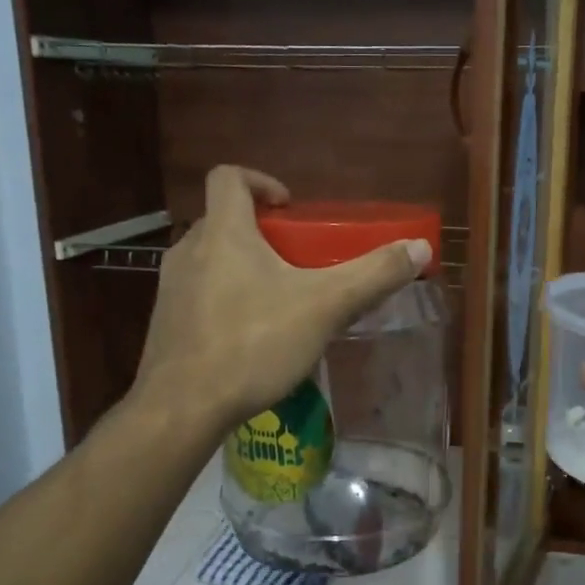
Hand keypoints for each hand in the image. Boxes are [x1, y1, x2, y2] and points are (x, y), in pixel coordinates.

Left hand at [128, 167, 431, 432]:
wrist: (182, 407)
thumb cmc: (253, 343)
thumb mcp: (324, 307)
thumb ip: (373, 275)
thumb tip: (420, 247)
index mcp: (224, 233)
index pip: (228, 178)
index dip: (260, 181)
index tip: (289, 208)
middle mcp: (189, 251)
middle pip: (223, 221)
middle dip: (260, 233)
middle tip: (296, 261)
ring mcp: (171, 289)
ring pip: (210, 261)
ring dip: (242, 268)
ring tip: (277, 302)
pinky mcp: (164, 324)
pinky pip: (198, 296)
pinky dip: (224, 301)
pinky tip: (249, 338)